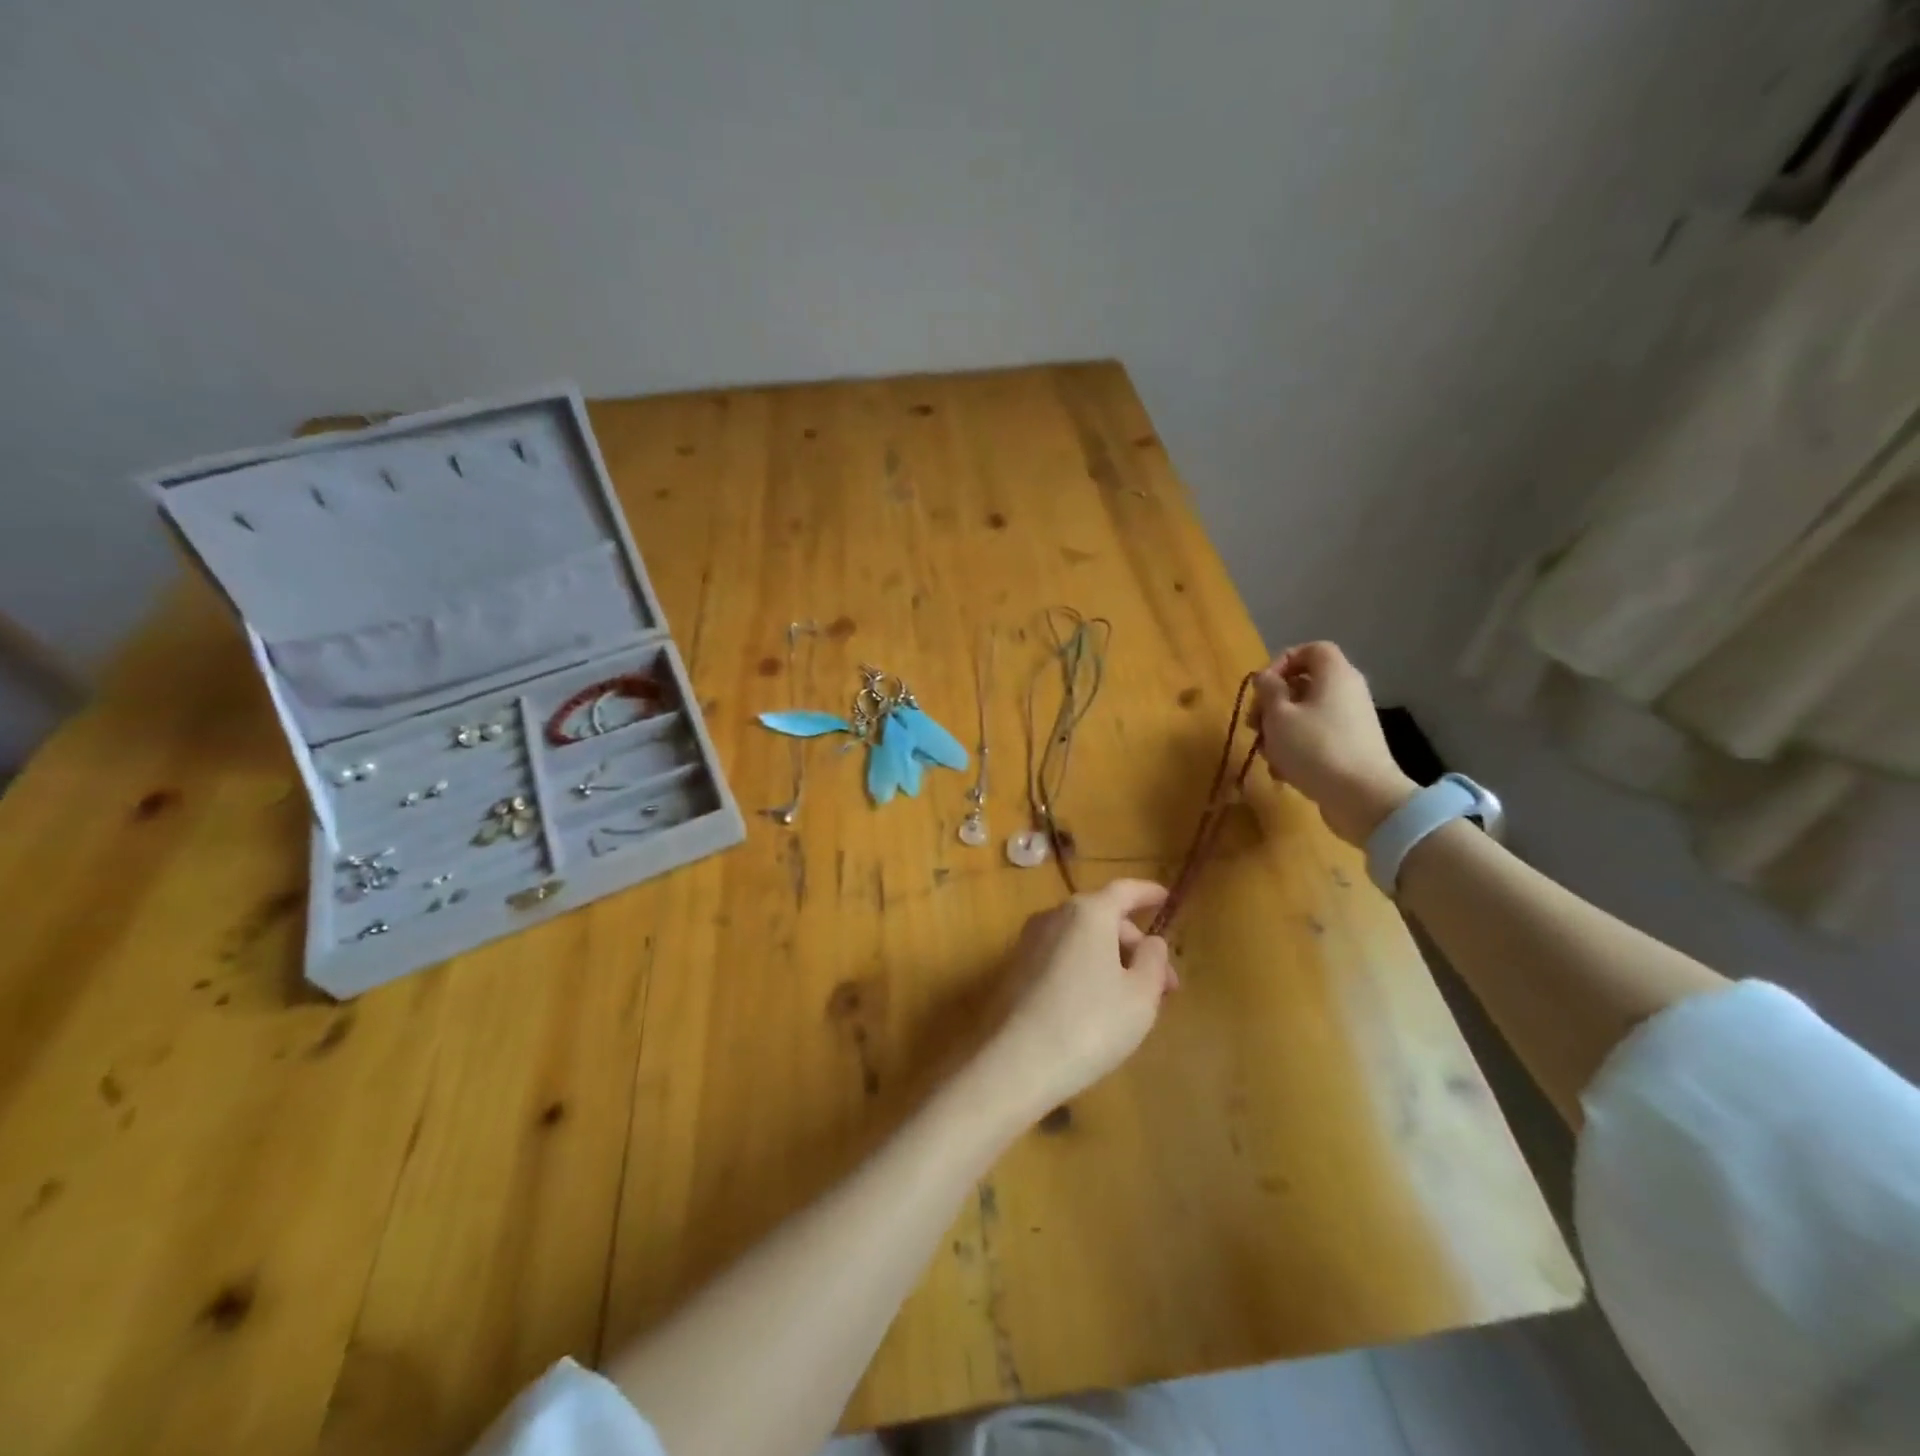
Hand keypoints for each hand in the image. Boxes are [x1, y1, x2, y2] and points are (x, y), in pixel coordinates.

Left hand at [975, 880, 1175, 1122]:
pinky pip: (1062, 955)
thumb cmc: (1091, 1023)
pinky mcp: (1016, 968)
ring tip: (1133, 999)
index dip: (1148, 893)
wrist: (1018, 1061)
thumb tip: (1151, 941)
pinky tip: (1097, 1004)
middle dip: (1135, 944)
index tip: (1166, 898)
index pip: (1124, 890)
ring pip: (1082, 939)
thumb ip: (1153, 961)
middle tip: (1163, 984)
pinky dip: (1085, 967)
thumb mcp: (1140, 995)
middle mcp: (1054, 916)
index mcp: (1088, 912)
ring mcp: (1030, 941)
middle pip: (1103, 917)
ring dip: (1111, 959)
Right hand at [1253, 642, 1415, 845]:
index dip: (1282, 662)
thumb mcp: (1279, 715)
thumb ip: (1268, 690)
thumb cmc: (1315, 748)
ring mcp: (1350, 722)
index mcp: (1334, 675)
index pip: (1310, 650)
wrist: (1362, 797)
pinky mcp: (1349, 748)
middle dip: (1272, 704)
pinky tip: (1282, 772)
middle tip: (1253, 725)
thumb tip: (1265, 678)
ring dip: (1278, 731)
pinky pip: (1316, 737)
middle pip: (1303, 684)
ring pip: (1305, 714)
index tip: (1262, 688)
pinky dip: (1296, 749)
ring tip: (1265, 754)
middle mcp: (1347, 692)